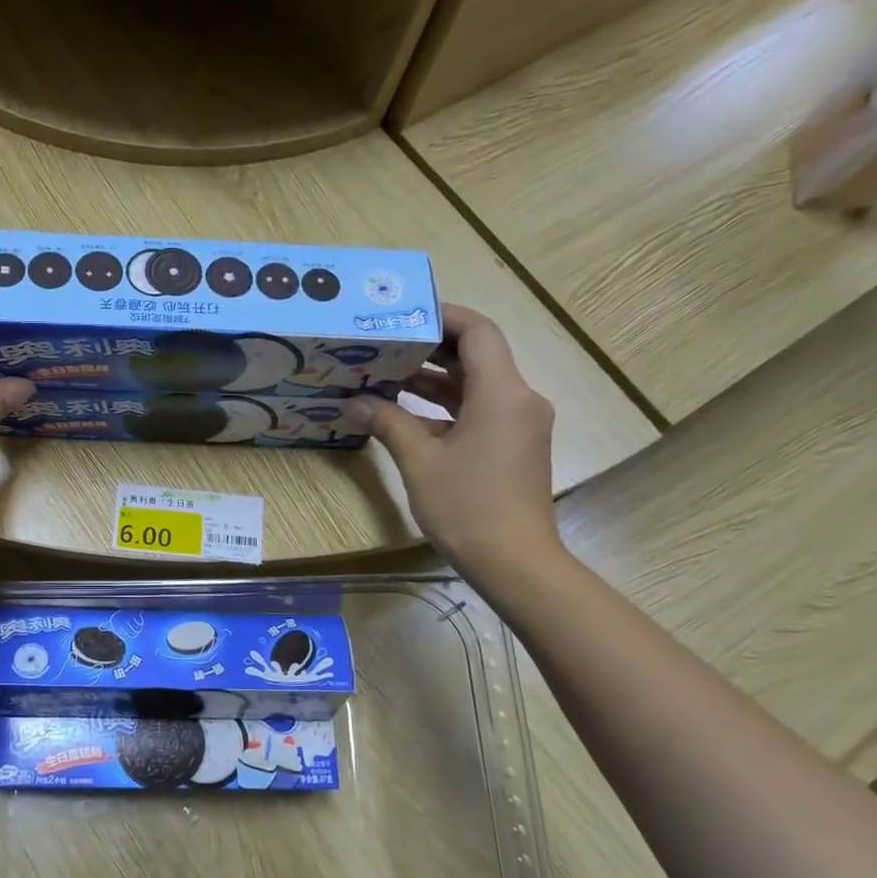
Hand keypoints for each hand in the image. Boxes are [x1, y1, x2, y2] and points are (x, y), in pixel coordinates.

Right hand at [345, 305, 561, 585]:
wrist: (514, 562)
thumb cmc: (467, 507)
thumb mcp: (420, 462)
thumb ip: (388, 424)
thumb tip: (355, 403)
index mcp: (502, 393)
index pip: (478, 332)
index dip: (443, 317)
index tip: (404, 315)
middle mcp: (519, 400)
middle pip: (478, 357)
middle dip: (431, 349)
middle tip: (386, 345)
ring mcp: (520, 425)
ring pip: (477, 387)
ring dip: (436, 381)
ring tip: (388, 377)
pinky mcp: (514, 448)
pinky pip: (480, 412)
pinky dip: (446, 408)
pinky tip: (408, 416)